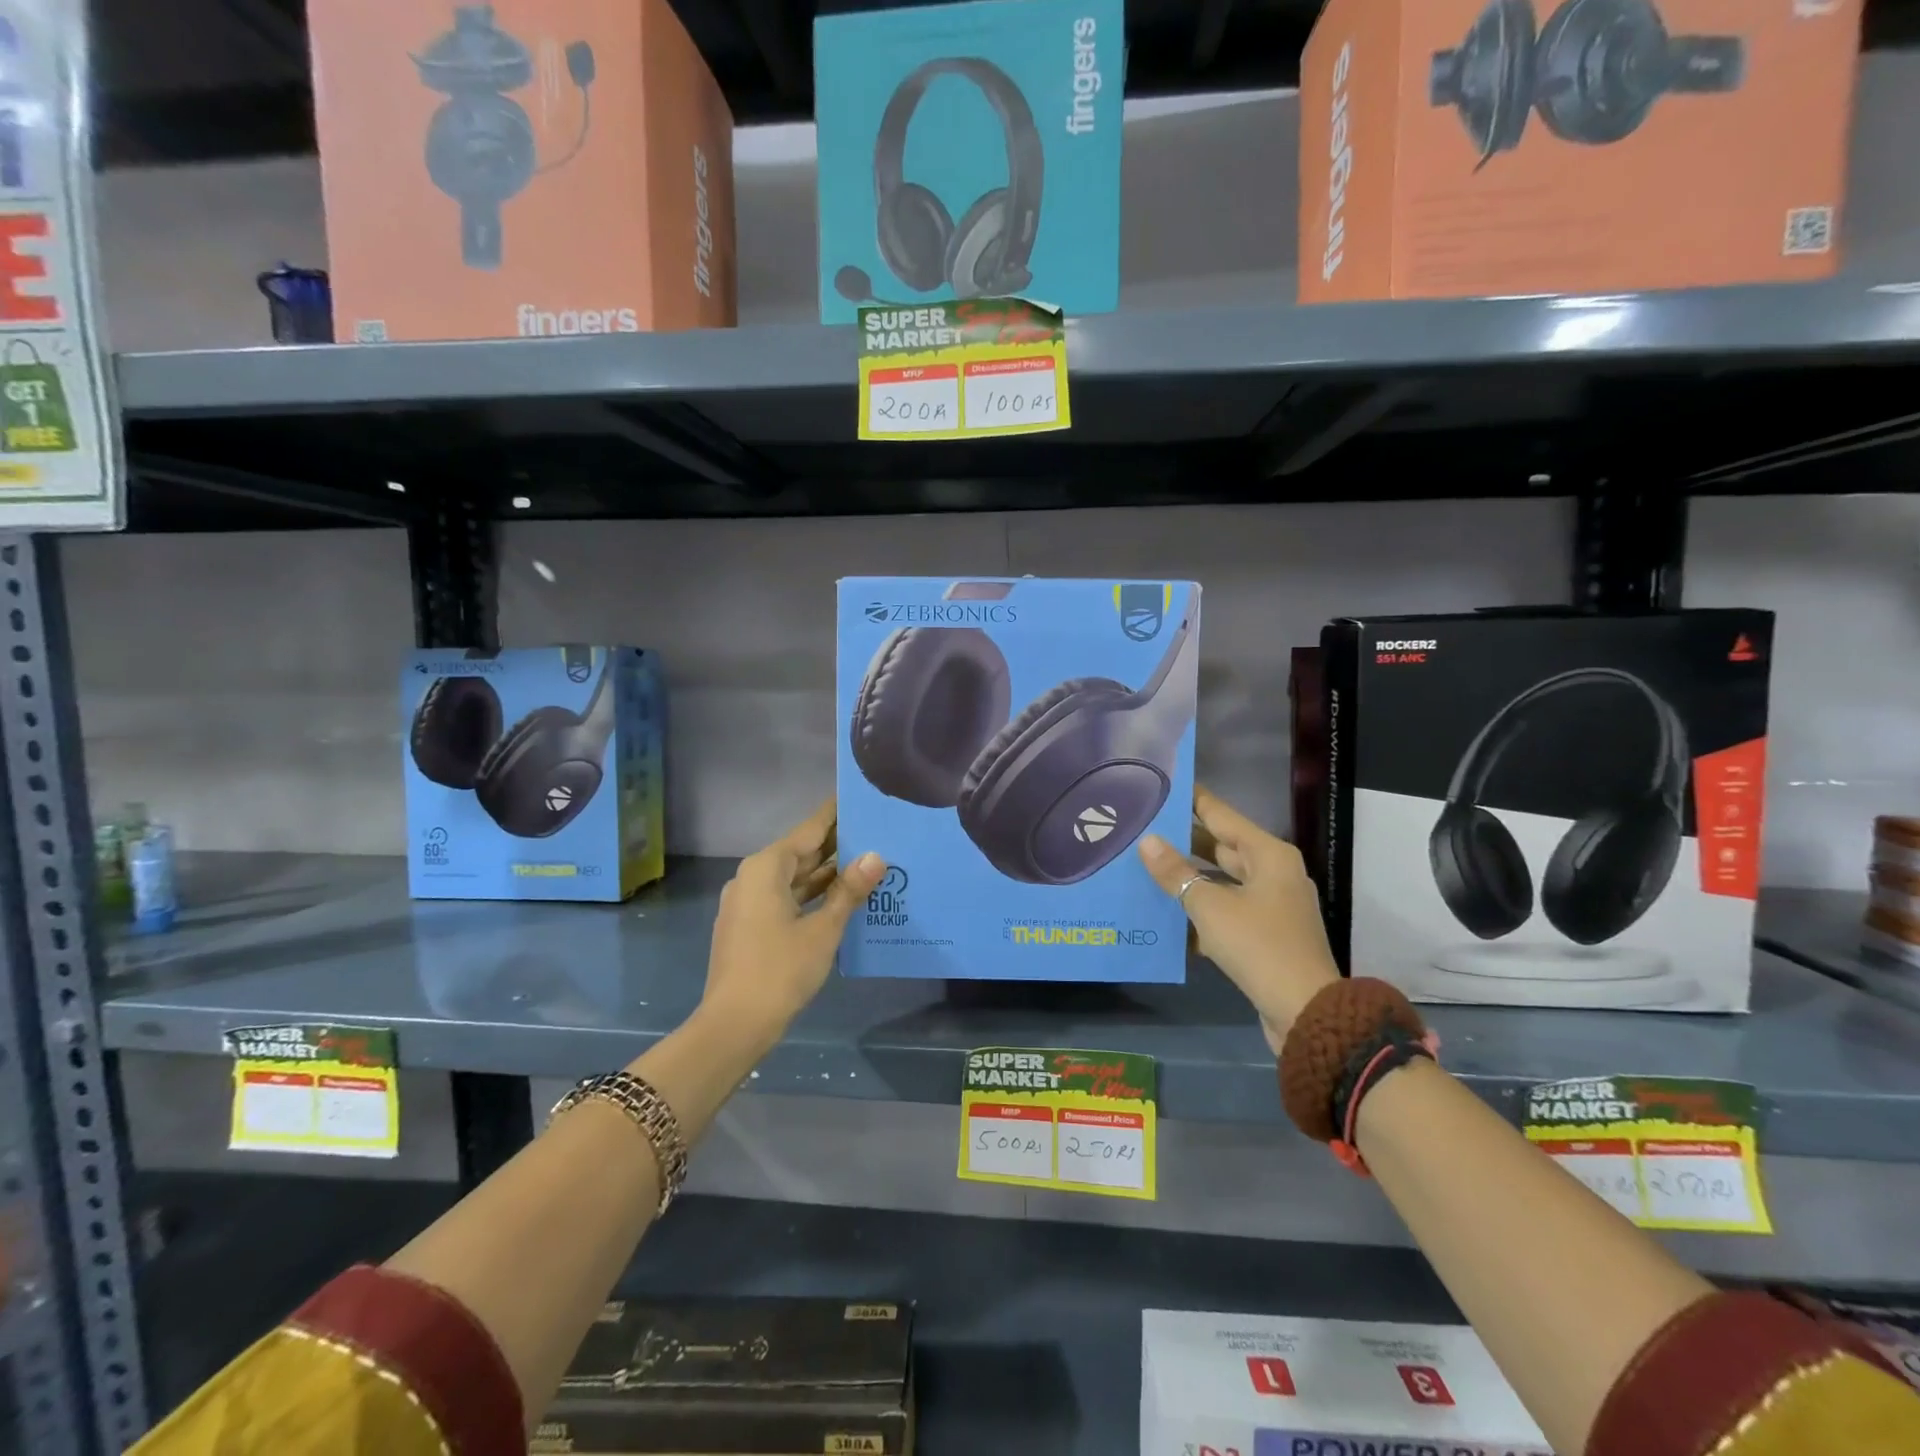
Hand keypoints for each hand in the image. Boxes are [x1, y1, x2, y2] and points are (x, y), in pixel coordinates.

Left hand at [701, 801, 884, 1045]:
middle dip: (837, 844)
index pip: (809, 829)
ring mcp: (748, 902)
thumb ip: (849, 890)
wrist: (734, 1025)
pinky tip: (843, 897)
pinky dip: (812, 895)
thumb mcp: (823, 929)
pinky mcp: (750, 925)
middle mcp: (753, 877)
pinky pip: (786, 897)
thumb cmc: (780, 970)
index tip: (860, 796)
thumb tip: (876, 856)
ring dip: (827, 873)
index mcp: (766, 868)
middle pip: (801, 851)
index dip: (836, 813)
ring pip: (794, 877)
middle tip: (878, 831)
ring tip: (869, 861)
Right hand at [1139, 786, 1338, 1050]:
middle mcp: (1273, 874)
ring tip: (1143, 867)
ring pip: (1220, 882)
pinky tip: (1163, 914)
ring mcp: (1270, 906)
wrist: (1305, 1013)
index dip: (1193, 800)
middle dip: (1183, 842)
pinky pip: (1225, 911)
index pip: (1222, 816)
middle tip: (1142, 829)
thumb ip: (1176, 873)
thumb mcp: (1210, 906)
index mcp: (1268, 855)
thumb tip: (1147, 841)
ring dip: (1187, 879)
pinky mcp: (1263, 935)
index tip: (1164, 785)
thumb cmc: (1259, 946)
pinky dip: (1198, 911)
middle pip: (1220, 848)